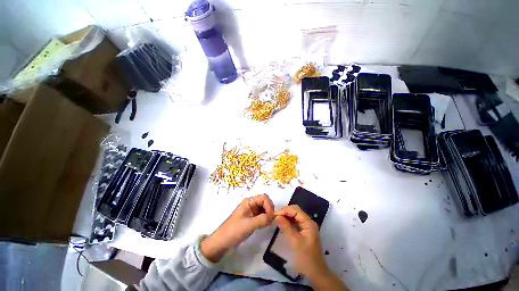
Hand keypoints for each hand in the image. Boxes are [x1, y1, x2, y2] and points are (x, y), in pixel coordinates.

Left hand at [201, 194, 274, 261]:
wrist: (221, 242)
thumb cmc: (234, 230)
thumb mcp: (249, 224)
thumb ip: (263, 219)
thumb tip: (274, 217)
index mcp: (249, 201)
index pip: (264, 197)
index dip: (269, 205)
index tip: (271, 216)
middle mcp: (251, 204)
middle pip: (265, 202)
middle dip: (269, 209)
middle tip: (271, 221)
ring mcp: (251, 211)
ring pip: (264, 209)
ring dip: (268, 214)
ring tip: (268, 224)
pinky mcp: (251, 219)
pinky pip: (262, 215)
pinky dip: (265, 219)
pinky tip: (265, 225)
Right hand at [274, 205, 328, 278]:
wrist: (316, 273)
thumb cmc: (306, 258)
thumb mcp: (295, 242)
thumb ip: (286, 227)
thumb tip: (277, 216)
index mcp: (308, 223)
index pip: (296, 210)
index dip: (285, 210)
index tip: (275, 214)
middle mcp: (309, 222)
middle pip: (296, 211)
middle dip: (285, 212)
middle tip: (275, 216)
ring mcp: (307, 226)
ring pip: (295, 216)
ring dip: (286, 216)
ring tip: (277, 219)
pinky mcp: (305, 231)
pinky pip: (296, 222)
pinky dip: (288, 221)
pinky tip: (282, 224)